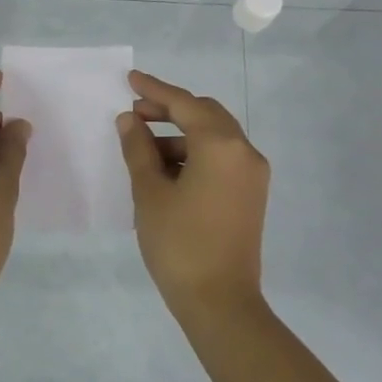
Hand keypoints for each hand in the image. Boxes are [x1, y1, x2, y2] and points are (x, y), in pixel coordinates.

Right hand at [116, 69, 269, 324]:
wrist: (220, 302)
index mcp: (221, 145)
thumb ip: (138, 149)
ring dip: (180, 134)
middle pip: (205, 114)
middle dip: (170, 110)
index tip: (130, 79)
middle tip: (135, 113)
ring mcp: (252, 174)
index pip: (185, 104)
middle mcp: (245, 152)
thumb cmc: (179, 244)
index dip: (155, 90)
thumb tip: (129, 121)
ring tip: (143, 147)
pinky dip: (195, 154)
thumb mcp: (149, 193)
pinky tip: (167, 169)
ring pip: (214, 137)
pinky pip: (222, 158)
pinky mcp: (251, 194)